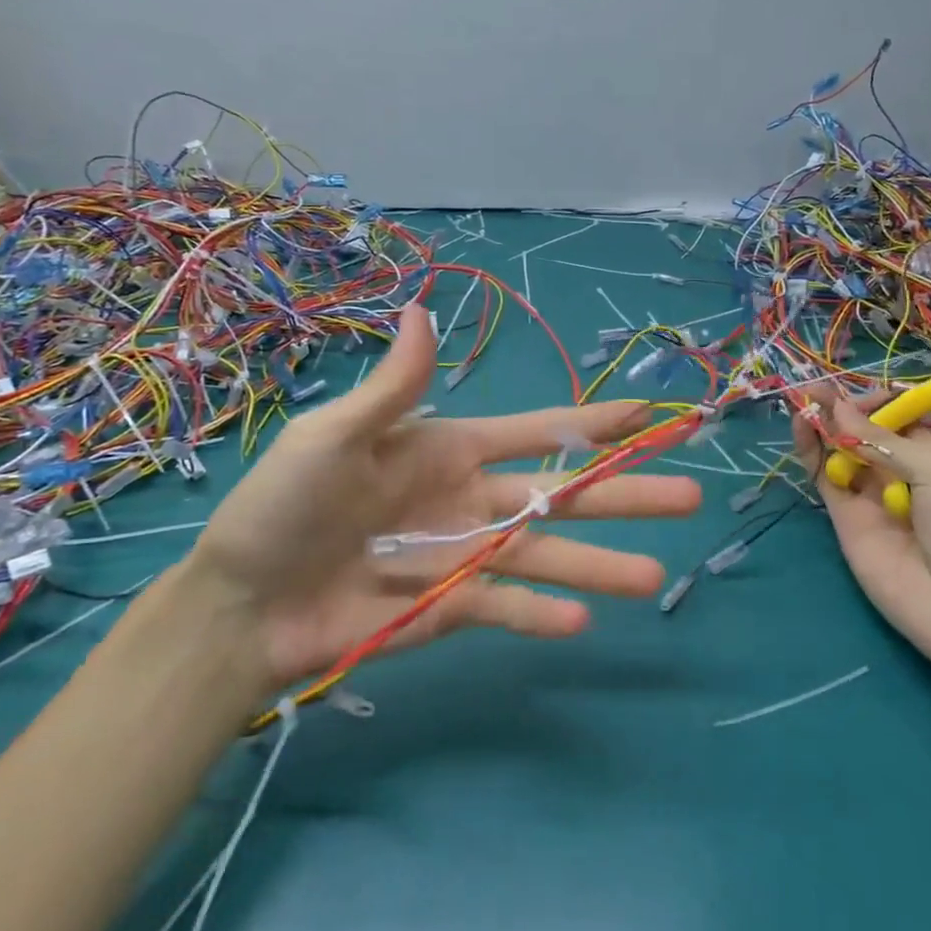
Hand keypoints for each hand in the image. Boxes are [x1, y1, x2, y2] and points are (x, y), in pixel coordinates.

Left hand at [190, 304, 701, 687]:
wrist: (241, 602)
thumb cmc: (284, 507)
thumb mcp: (333, 437)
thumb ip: (393, 389)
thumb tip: (422, 309)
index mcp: (450, 449)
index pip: (538, 431)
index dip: (593, 423)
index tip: (649, 414)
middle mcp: (471, 499)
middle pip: (561, 495)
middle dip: (624, 494)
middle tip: (689, 498)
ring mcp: (464, 556)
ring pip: (545, 556)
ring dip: (599, 565)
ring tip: (653, 575)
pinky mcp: (449, 608)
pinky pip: (504, 608)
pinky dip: (540, 616)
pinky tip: (582, 622)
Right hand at [792, 386, 930, 658]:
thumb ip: (883, 440)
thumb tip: (840, 410)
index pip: (901, 418)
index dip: (880, 403)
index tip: (865, 397)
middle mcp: (900, 472)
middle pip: (866, 431)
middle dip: (845, 408)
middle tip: (817, 389)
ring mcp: (869, 494)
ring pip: (840, 450)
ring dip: (823, 423)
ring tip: (804, 399)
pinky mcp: (844, 515)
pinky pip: (824, 476)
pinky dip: (811, 450)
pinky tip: (802, 426)